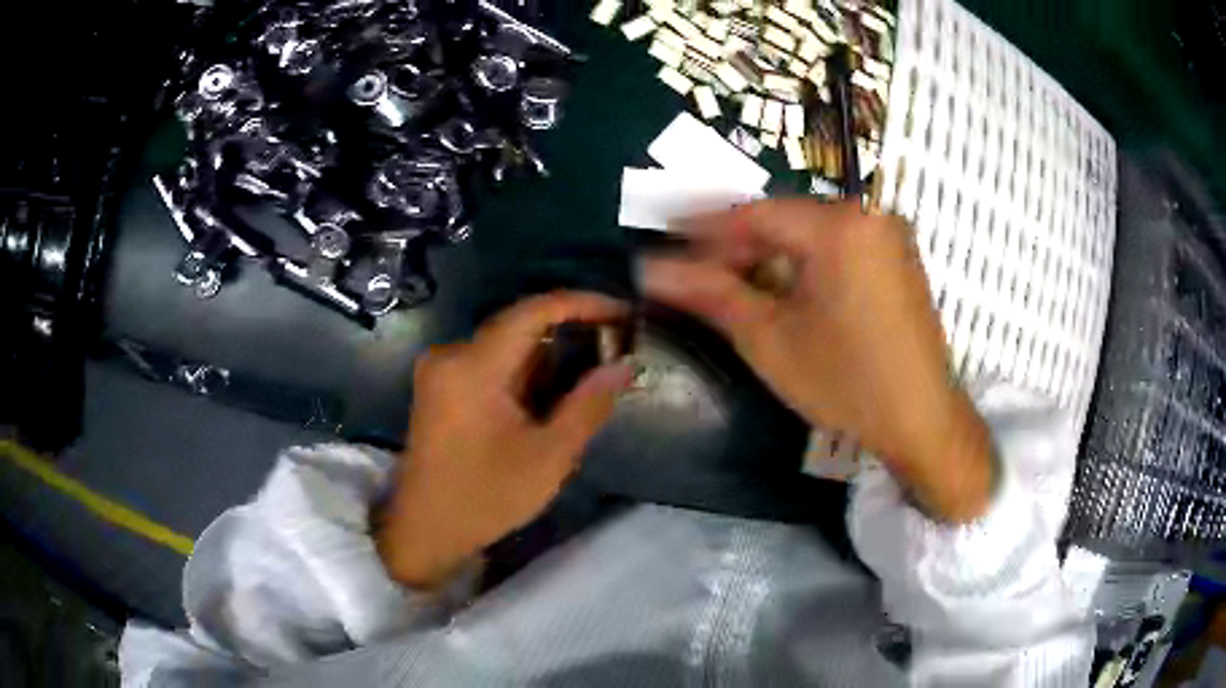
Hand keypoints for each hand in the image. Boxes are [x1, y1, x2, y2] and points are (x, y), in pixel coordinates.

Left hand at [378, 292, 631, 588]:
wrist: (424, 530)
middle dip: (571, 333)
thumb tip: (624, 366)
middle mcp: (451, 354)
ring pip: (507, 344)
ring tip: (594, 373)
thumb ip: (588, 405)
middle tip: (617, 349)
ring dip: (549, 355)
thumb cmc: (485, 498)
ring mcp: (441, 369)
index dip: (583, 304)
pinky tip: (553, 393)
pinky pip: (490, 363)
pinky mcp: (440, 386)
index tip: (623, 313)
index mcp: (472, 366)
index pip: (534, 310)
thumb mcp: (547, 457)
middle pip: (520, 325)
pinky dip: (525, 372)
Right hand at [645, 199, 992, 521]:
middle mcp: (868, 215)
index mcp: (838, 226)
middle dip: (737, 244)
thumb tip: (649, 270)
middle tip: (696, 268)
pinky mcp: (898, 256)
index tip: (666, 238)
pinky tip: (783, 285)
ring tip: (732, 279)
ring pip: (811, 231)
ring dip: (769, 252)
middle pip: (785, 220)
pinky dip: (805, 259)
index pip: (755, 215)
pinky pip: (839, 244)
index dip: (704, 228)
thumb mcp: (771, 339)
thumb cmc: (846, 382)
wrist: (923, 419)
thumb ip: (710, 294)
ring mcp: (888, 234)